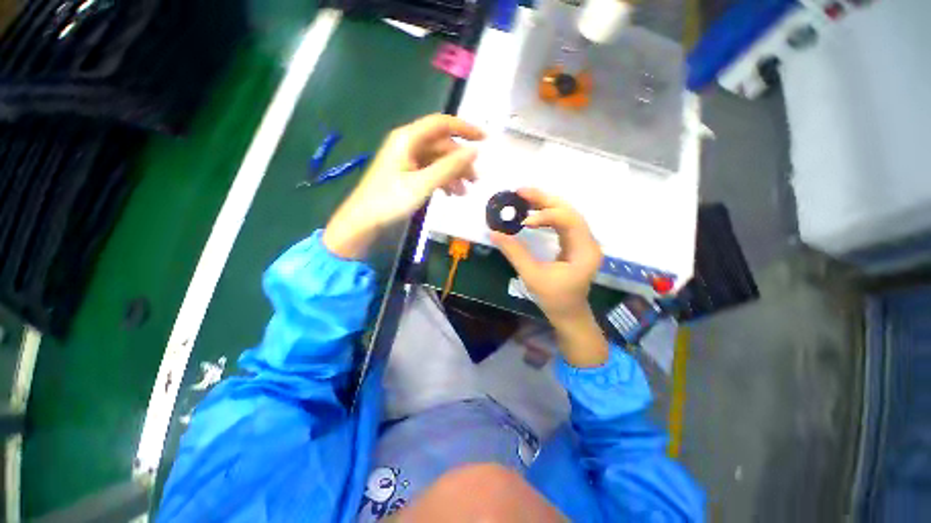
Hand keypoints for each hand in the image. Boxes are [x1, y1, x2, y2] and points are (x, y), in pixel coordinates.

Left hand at [324, 114, 484, 257]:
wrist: (364, 221)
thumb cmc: (390, 200)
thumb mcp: (422, 184)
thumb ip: (449, 167)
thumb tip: (475, 152)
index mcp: (408, 139)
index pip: (442, 124)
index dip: (465, 129)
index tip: (486, 140)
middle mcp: (408, 145)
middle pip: (442, 145)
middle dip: (461, 161)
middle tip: (476, 180)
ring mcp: (407, 161)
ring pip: (438, 160)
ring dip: (453, 174)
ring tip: (465, 192)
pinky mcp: (407, 175)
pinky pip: (430, 172)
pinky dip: (443, 181)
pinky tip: (451, 194)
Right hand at [491, 188, 601, 319]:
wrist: (569, 314)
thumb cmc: (554, 299)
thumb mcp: (533, 277)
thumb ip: (515, 253)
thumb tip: (494, 233)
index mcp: (585, 250)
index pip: (569, 220)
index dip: (545, 216)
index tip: (523, 222)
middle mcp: (588, 241)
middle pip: (569, 210)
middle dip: (544, 199)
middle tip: (520, 191)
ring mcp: (583, 241)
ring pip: (566, 213)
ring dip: (545, 203)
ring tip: (523, 197)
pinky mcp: (575, 243)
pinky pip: (562, 222)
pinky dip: (546, 215)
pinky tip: (532, 213)